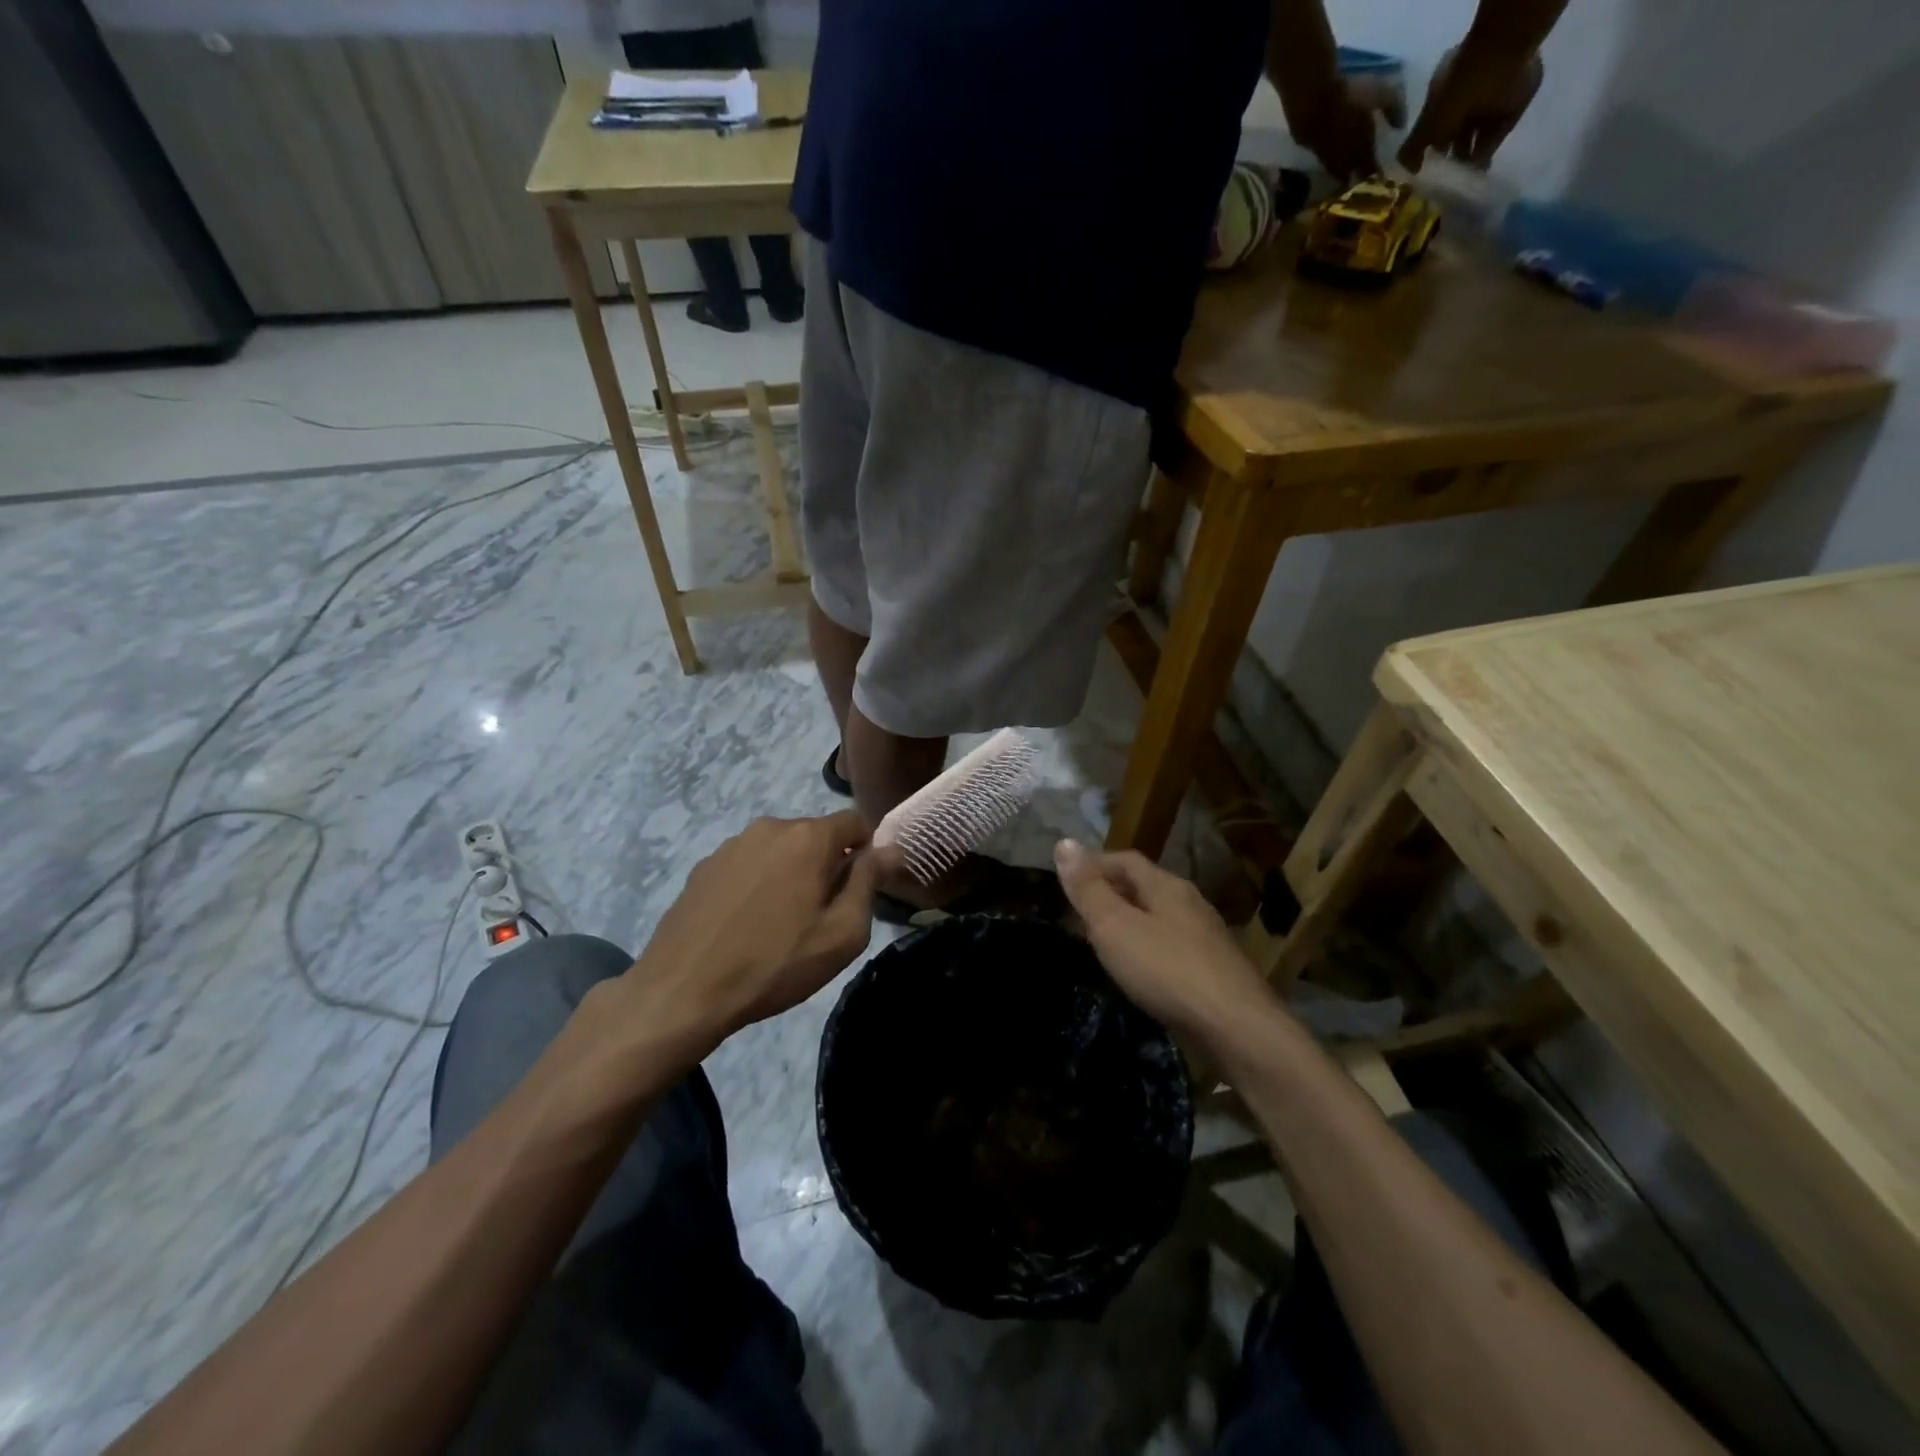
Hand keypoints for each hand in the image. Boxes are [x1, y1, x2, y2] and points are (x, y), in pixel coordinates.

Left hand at [638, 812, 875, 1036]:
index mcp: (808, 837)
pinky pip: (748, 865)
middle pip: (816, 835)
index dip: (867, 850)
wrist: (682, 992)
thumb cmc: (775, 964)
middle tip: (823, 915)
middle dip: (828, 864)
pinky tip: (747, 924)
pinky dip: (758, 883)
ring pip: (780, 849)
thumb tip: (890, 849)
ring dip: (791, 873)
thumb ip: (869, 883)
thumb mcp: (841, 934)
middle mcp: (769, 827)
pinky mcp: (703, 867)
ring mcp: (731, 845)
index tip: (863, 888)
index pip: (855, 821)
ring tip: (782, 923)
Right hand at [1053, 839, 1271, 1038]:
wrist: (1236, 1028)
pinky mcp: (1214, 969)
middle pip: (1143, 886)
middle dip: (1109, 893)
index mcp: (1166, 885)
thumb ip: (1088, 888)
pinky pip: (1170, 945)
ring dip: (1128, 922)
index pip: (1125, 859)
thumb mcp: (1114, 926)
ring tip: (1101, 941)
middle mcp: (1189, 903)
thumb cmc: (1166, 970)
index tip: (1066, 880)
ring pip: (1158, 917)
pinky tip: (1138, 970)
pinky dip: (1146, 947)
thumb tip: (1064, 842)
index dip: (1093, 863)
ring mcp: (1206, 937)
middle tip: (1077, 912)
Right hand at [1284, 76, 1384, 182]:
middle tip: (1361, 177)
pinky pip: (1324, 160)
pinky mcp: (1312, 152)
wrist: (1313, 102)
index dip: (1376, 174)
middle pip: (1352, 176)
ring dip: (1342, 172)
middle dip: (1357, 178)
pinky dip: (1330, 159)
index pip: (1371, 170)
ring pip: (1336, 172)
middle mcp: (1344, 161)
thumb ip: (1393, 108)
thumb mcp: (1381, 94)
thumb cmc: (1352, 96)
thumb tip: (1401, 125)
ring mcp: (1326, 159)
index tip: (1380, 177)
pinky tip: (1331, 154)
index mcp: (1363, 151)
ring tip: (1346, 170)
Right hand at [1398, 42, 1543, 170]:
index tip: (1426, 171)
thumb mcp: (1424, 126)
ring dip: (1468, 159)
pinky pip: (1497, 135)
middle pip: (1457, 132)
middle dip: (1450, 156)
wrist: (1496, 66)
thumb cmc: (1453, 94)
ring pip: (1476, 136)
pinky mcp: (1514, 105)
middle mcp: (1469, 93)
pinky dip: (1487, 154)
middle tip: (1443, 181)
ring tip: (1459, 183)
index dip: (1430, 148)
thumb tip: (1407, 172)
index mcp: (1446, 92)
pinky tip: (1477, 172)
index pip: (1436, 124)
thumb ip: (1412, 151)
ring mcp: (1493, 98)